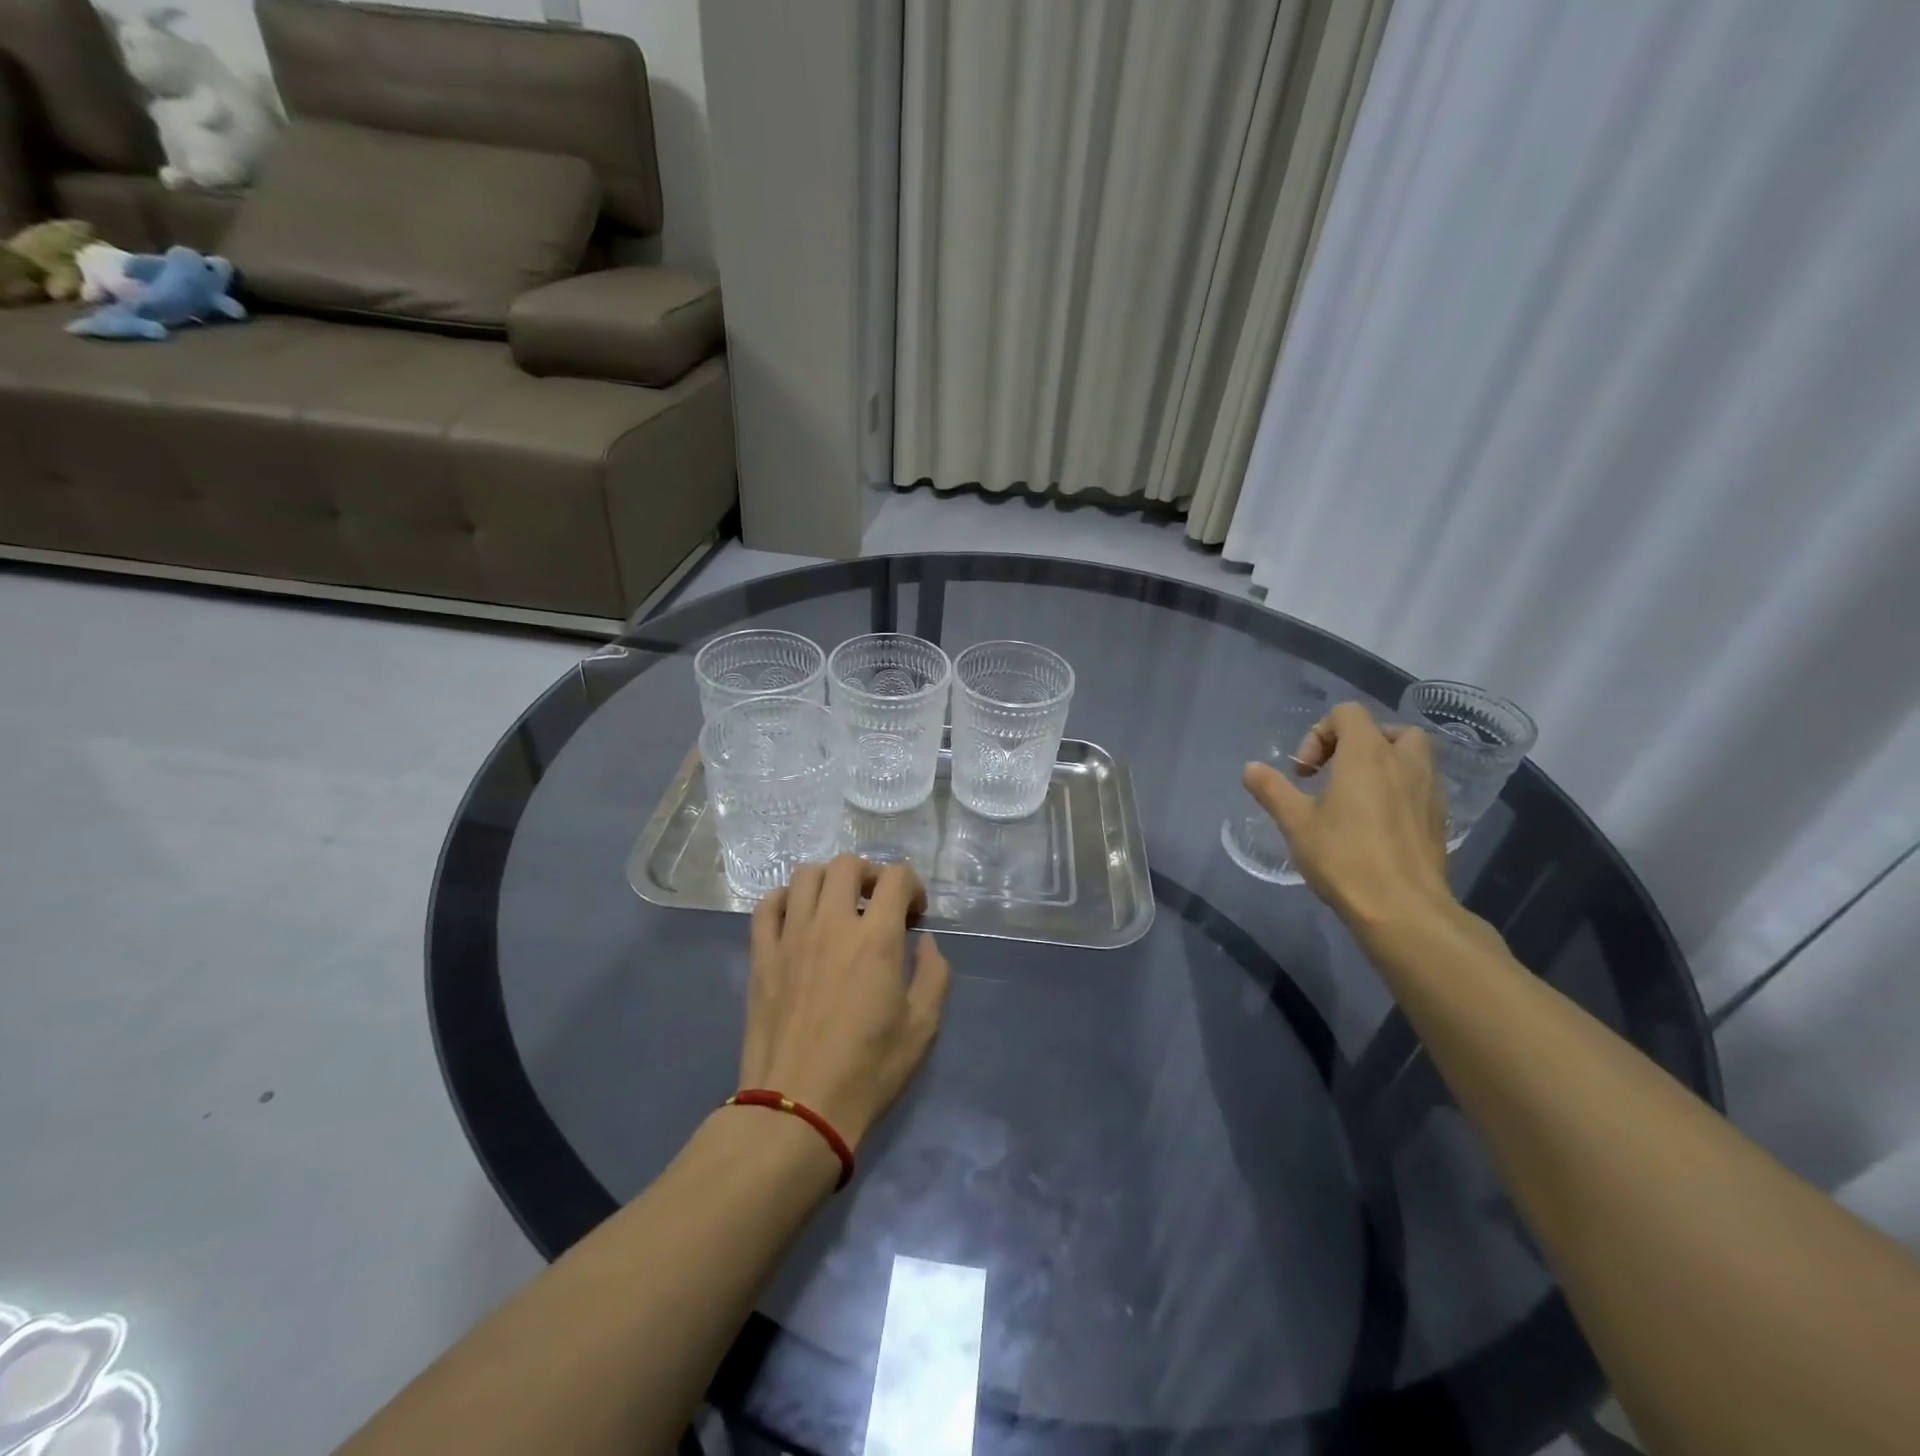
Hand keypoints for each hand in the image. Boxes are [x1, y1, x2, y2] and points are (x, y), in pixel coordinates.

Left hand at [740, 854, 950, 1149]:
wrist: (798, 1107)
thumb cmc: (867, 1069)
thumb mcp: (922, 1026)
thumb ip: (933, 974)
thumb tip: (924, 942)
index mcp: (876, 938)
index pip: (896, 877)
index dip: (912, 886)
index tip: (915, 914)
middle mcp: (832, 924)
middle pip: (847, 864)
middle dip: (870, 874)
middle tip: (878, 904)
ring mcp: (791, 936)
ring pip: (805, 875)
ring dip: (829, 881)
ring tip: (838, 907)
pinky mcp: (761, 955)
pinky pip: (767, 905)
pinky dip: (785, 899)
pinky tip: (797, 918)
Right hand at [1242, 701, 1453, 932]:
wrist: (1403, 909)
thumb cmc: (1344, 857)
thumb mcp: (1295, 822)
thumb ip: (1272, 789)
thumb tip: (1250, 768)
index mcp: (1367, 754)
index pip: (1347, 713)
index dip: (1319, 733)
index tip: (1305, 772)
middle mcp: (1404, 762)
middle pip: (1387, 729)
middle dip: (1358, 743)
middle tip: (1335, 774)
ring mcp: (1429, 790)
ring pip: (1411, 757)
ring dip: (1383, 765)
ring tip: (1356, 797)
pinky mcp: (1439, 819)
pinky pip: (1420, 787)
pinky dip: (1399, 791)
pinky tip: (1377, 824)